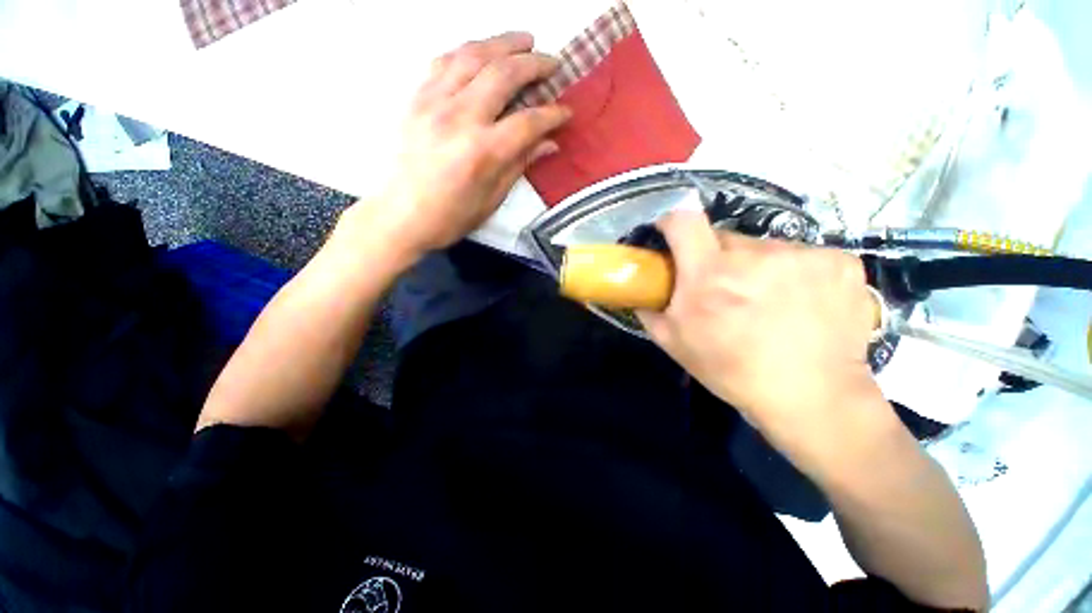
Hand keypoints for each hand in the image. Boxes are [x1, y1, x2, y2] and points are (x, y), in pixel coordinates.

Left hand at [356, 31, 571, 257]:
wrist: (399, 216)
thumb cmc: (449, 218)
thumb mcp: (492, 200)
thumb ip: (519, 165)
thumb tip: (548, 144)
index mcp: (482, 152)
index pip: (527, 122)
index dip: (551, 115)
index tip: (565, 111)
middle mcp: (459, 118)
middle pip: (503, 75)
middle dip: (533, 63)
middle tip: (551, 62)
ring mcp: (434, 103)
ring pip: (473, 56)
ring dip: (502, 43)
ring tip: (523, 40)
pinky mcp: (416, 99)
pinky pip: (443, 61)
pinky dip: (467, 51)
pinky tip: (481, 52)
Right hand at [638, 210, 881, 455]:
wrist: (813, 397)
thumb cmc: (733, 372)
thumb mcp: (675, 344)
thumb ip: (649, 311)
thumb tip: (638, 292)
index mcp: (710, 276)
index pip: (684, 220)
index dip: (672, 223)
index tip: (671, 236)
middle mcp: (756, 256)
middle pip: (724, 238)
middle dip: (715, 258)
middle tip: (722, 288)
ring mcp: (803, 255)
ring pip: (763, 248)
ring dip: (755, 267)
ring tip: (765, 301)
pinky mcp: (839, 262)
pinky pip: (800, 257)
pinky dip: (793, 274)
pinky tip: (800, 303)